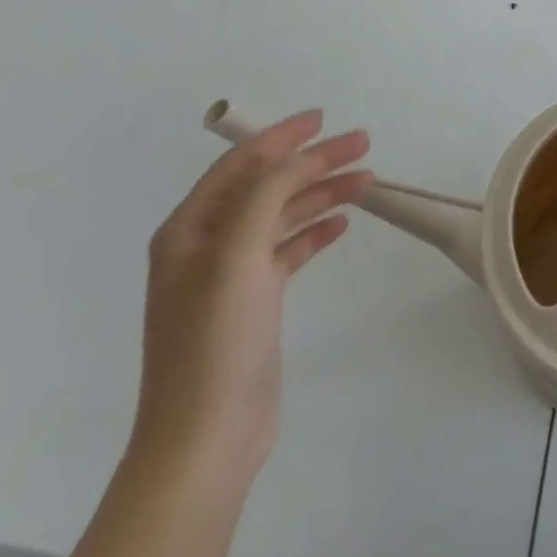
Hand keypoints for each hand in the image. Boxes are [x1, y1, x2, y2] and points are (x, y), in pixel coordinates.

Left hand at [131, 109, 373, 487]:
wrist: (206, 438)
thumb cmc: (215, 340)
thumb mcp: (237, 254)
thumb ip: (266, 194)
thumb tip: (297, 156)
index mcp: (189, 229)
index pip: (241, 164)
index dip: (281, 136)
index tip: (323, 118)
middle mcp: (207, 245)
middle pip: (268, 186)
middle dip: (313, 162)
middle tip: (362, 144)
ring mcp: (231, 275)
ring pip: (284, 216)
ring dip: (322, 194)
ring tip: (366, 179)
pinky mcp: (254, 302)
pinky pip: (289, 249)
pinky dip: (315, 231)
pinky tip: (342, 223)